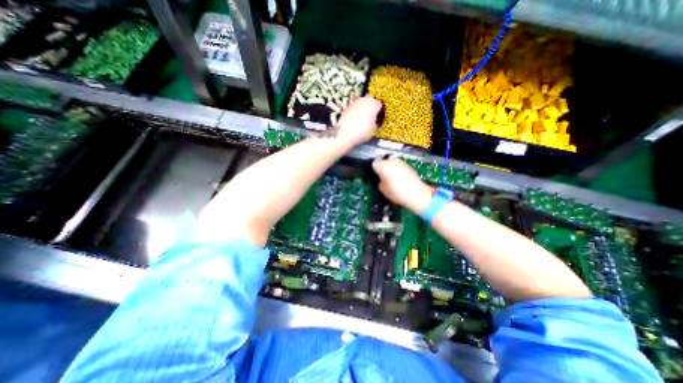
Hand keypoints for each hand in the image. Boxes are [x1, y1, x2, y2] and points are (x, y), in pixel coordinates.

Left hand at [337, 96, 382, 144]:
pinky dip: (355, 112)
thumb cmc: (362, 132)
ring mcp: (354, 103)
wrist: (345, 134)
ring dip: (362, 108)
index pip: (379, 105)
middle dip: (370, 107)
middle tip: (371, 116)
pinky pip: (354, 108)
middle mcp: (364, 100)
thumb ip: (376, 123)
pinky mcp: (347, 107)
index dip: (379, 111)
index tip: (378, 117)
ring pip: (361, 103)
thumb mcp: (373, 130)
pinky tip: (354, 120)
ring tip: (362, 118)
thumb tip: (375, 122)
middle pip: (370, 101)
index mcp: (373, 104)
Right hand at [374, 158, 431, 211]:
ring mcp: (401, 162)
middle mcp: (391, 161)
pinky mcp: (408, 166)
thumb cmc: (397, 192)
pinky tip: (399, 179)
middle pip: (383, 161)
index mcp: (382, 166)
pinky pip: (399, 166)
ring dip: (390, 168)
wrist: (417, 194)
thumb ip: (379, 181)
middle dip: (382, 168)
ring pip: (392, 163)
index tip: (375, 176)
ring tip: (391, 179)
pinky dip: (398, 170)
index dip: (374, 170)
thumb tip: (381, 179)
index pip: (374, 164)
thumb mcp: (382, 189)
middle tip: (383, 177)